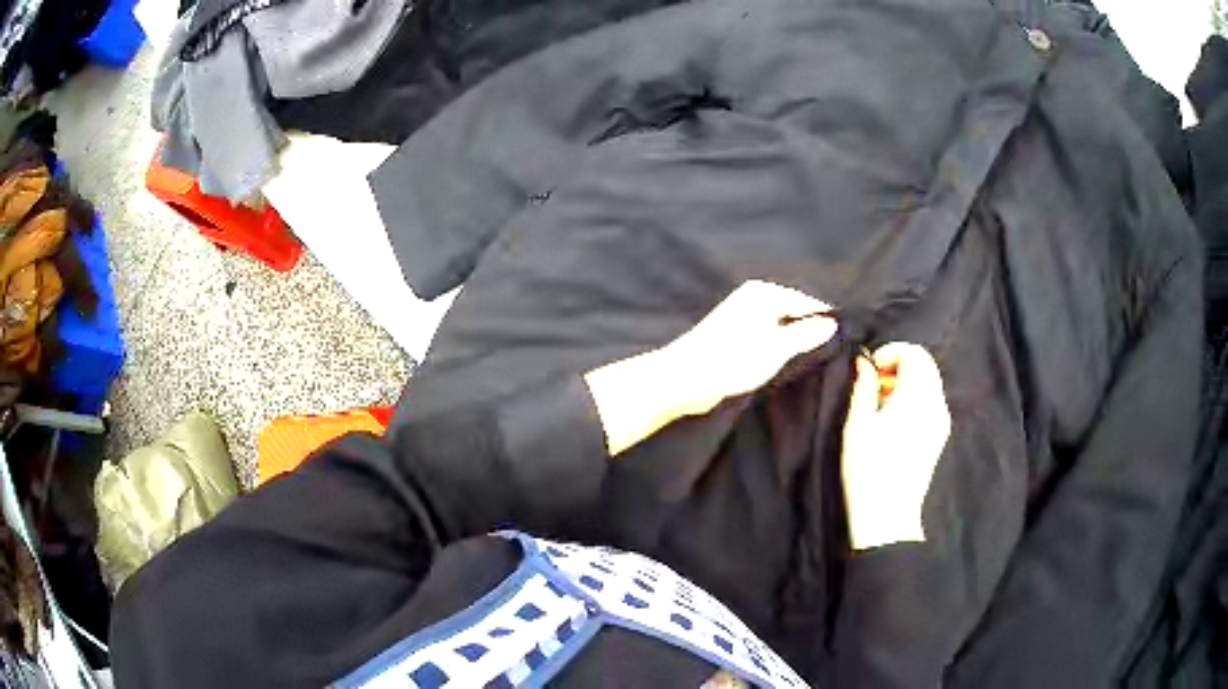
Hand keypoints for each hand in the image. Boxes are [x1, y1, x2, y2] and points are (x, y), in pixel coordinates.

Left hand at [585, 280, 836, 455]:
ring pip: (782, 327)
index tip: (845, 342)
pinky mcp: (736, 335)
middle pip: (795, 313)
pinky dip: (779, 347)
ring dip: (795, 342)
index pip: (808, 303)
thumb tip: (832, 322)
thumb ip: (806, 333)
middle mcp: (754, 297)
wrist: (685, 378)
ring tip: (813, 361)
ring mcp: (744, 315)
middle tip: (832, 355)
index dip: (826, 323)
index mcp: (764, 292)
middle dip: (811, 332)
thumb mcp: (777, 347)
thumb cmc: (732, 359)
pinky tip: (788, 363)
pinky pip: (769, 336)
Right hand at [841, 342, 950, 550]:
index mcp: (917, 396)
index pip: (913, 353)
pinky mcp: (939, 435)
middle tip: (873, 383)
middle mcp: (936, 403)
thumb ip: (862, 386)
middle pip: (925, 364)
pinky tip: (893, 418)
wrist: (887, 515)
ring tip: (880, 402)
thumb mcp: (857, 424)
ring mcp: (941, 420)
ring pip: (929, 381)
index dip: (889, 353)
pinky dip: (914, 397)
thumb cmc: (868, 468)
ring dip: (906, 380)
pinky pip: (931, 400)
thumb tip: (863, 362)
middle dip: (899, 364)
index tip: (869, 370)